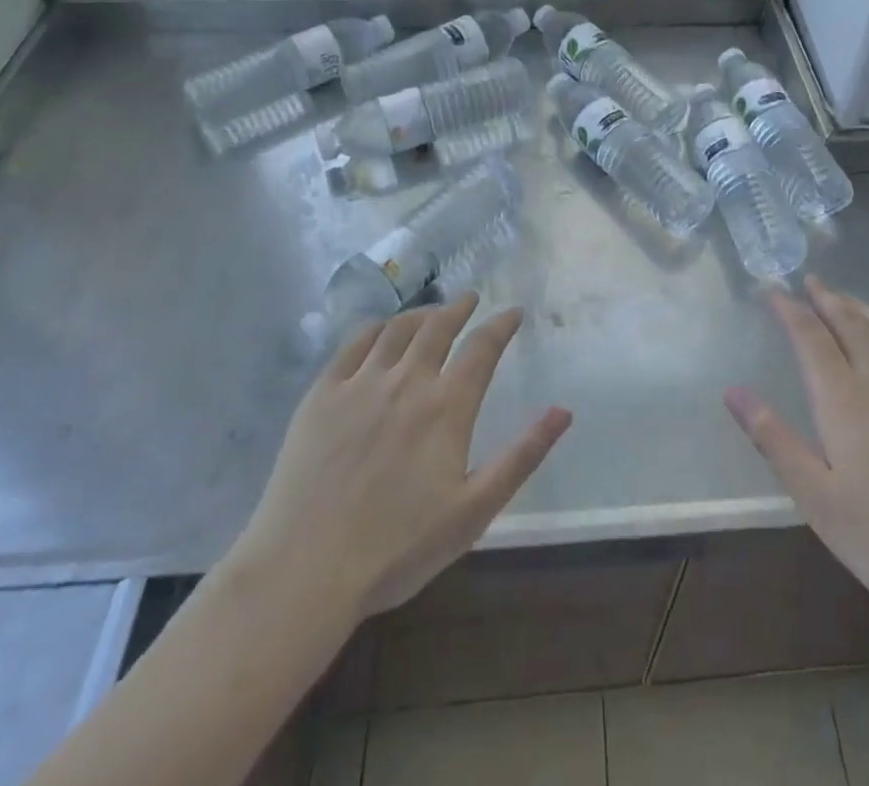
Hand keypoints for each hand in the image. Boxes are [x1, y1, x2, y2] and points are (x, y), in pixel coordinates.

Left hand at [229, 293, 570, 622]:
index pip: (482, 348)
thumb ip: (522, 456)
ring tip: (432, 312)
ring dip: (421, 313)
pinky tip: (381, 330)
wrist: (304, 570)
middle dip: (460, 308)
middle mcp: (407, 381)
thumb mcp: (474, 511)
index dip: (501, 325)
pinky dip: (375, 328)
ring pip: (398, 329)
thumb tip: (563, 411)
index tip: (513, 313)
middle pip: (439, 326)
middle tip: (470, 300)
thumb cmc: (397, 548)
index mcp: (446, 407)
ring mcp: (360, 383)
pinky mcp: (322, 394)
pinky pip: (353, 344)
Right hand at [725, 276, 868, 645]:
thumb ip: (774, 440)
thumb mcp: (819, 501)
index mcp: (844, 399)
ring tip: (846, 299)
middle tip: (810, 280)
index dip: (789, 309)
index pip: (810, 336)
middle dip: (826, 298)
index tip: (772, 288)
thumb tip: (732, 390)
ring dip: (862, 308)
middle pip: (850, 322)